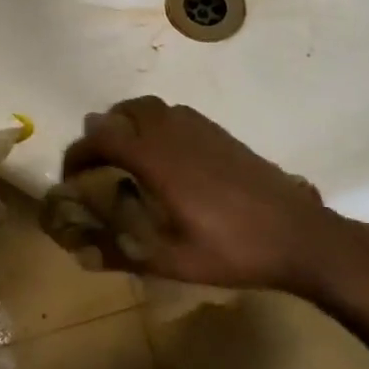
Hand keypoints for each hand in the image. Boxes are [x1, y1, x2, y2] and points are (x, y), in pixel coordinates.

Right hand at [60, 97, 352, 291]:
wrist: (297, 235)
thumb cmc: (232, 250)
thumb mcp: (173, 261)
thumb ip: (123, 252)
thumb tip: (82, 253)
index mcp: (156, 158)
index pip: (102, 137)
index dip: (78, 153)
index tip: (70, 177)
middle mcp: (173, 132)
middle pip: (124, 111)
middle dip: (102, 131)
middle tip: (97, 163)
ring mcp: (200, 128)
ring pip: (151, 107)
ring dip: (129, 123)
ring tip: (127, 156)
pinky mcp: (220, 133)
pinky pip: (175, 114)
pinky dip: (156, 124)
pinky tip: (166, 158)